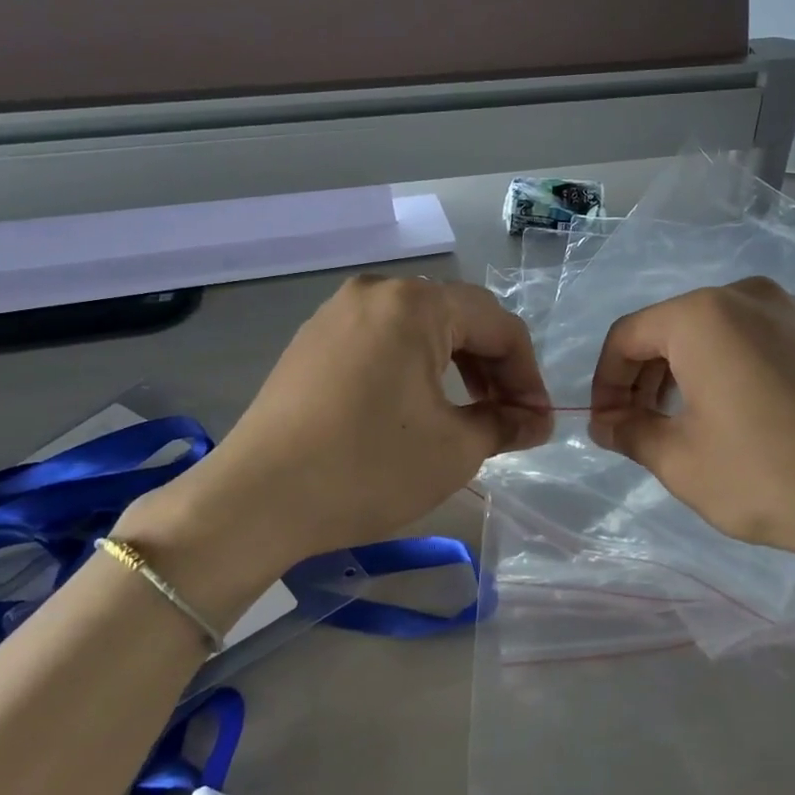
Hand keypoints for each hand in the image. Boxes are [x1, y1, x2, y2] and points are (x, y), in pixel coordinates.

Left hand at [122, 277, 549, 620]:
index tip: (538, 420)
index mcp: (415, 304)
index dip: (528, 373)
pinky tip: (417, 410)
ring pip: (419, 331)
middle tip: (509, 419)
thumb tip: (538, 421)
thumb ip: (506, 424)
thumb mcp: (454, 449)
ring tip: (469, 415)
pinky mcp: (312, 342)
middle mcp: (376, 292)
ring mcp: (336, 314)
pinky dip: (414, 370)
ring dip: (455, 369)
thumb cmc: (368, 467)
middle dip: (493, 369)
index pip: (498, 325)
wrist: (255, 502)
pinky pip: (382, 342)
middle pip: (458, 319)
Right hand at [587, 278, 794, 577]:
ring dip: (677, 375)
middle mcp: (743, 296)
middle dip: (640, 379)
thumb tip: (603, 422)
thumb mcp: (680, 462)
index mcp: (702, 315)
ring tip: (673, 426)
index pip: (627, 336)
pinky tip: (721, 415)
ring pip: (706, 334)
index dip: (605, 382)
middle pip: (666, 330)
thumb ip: (629, 433)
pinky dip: (717, 370)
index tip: (604, 427)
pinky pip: (744, 340)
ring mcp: (786, 311)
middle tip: (634, 430)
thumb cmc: (768, 476)